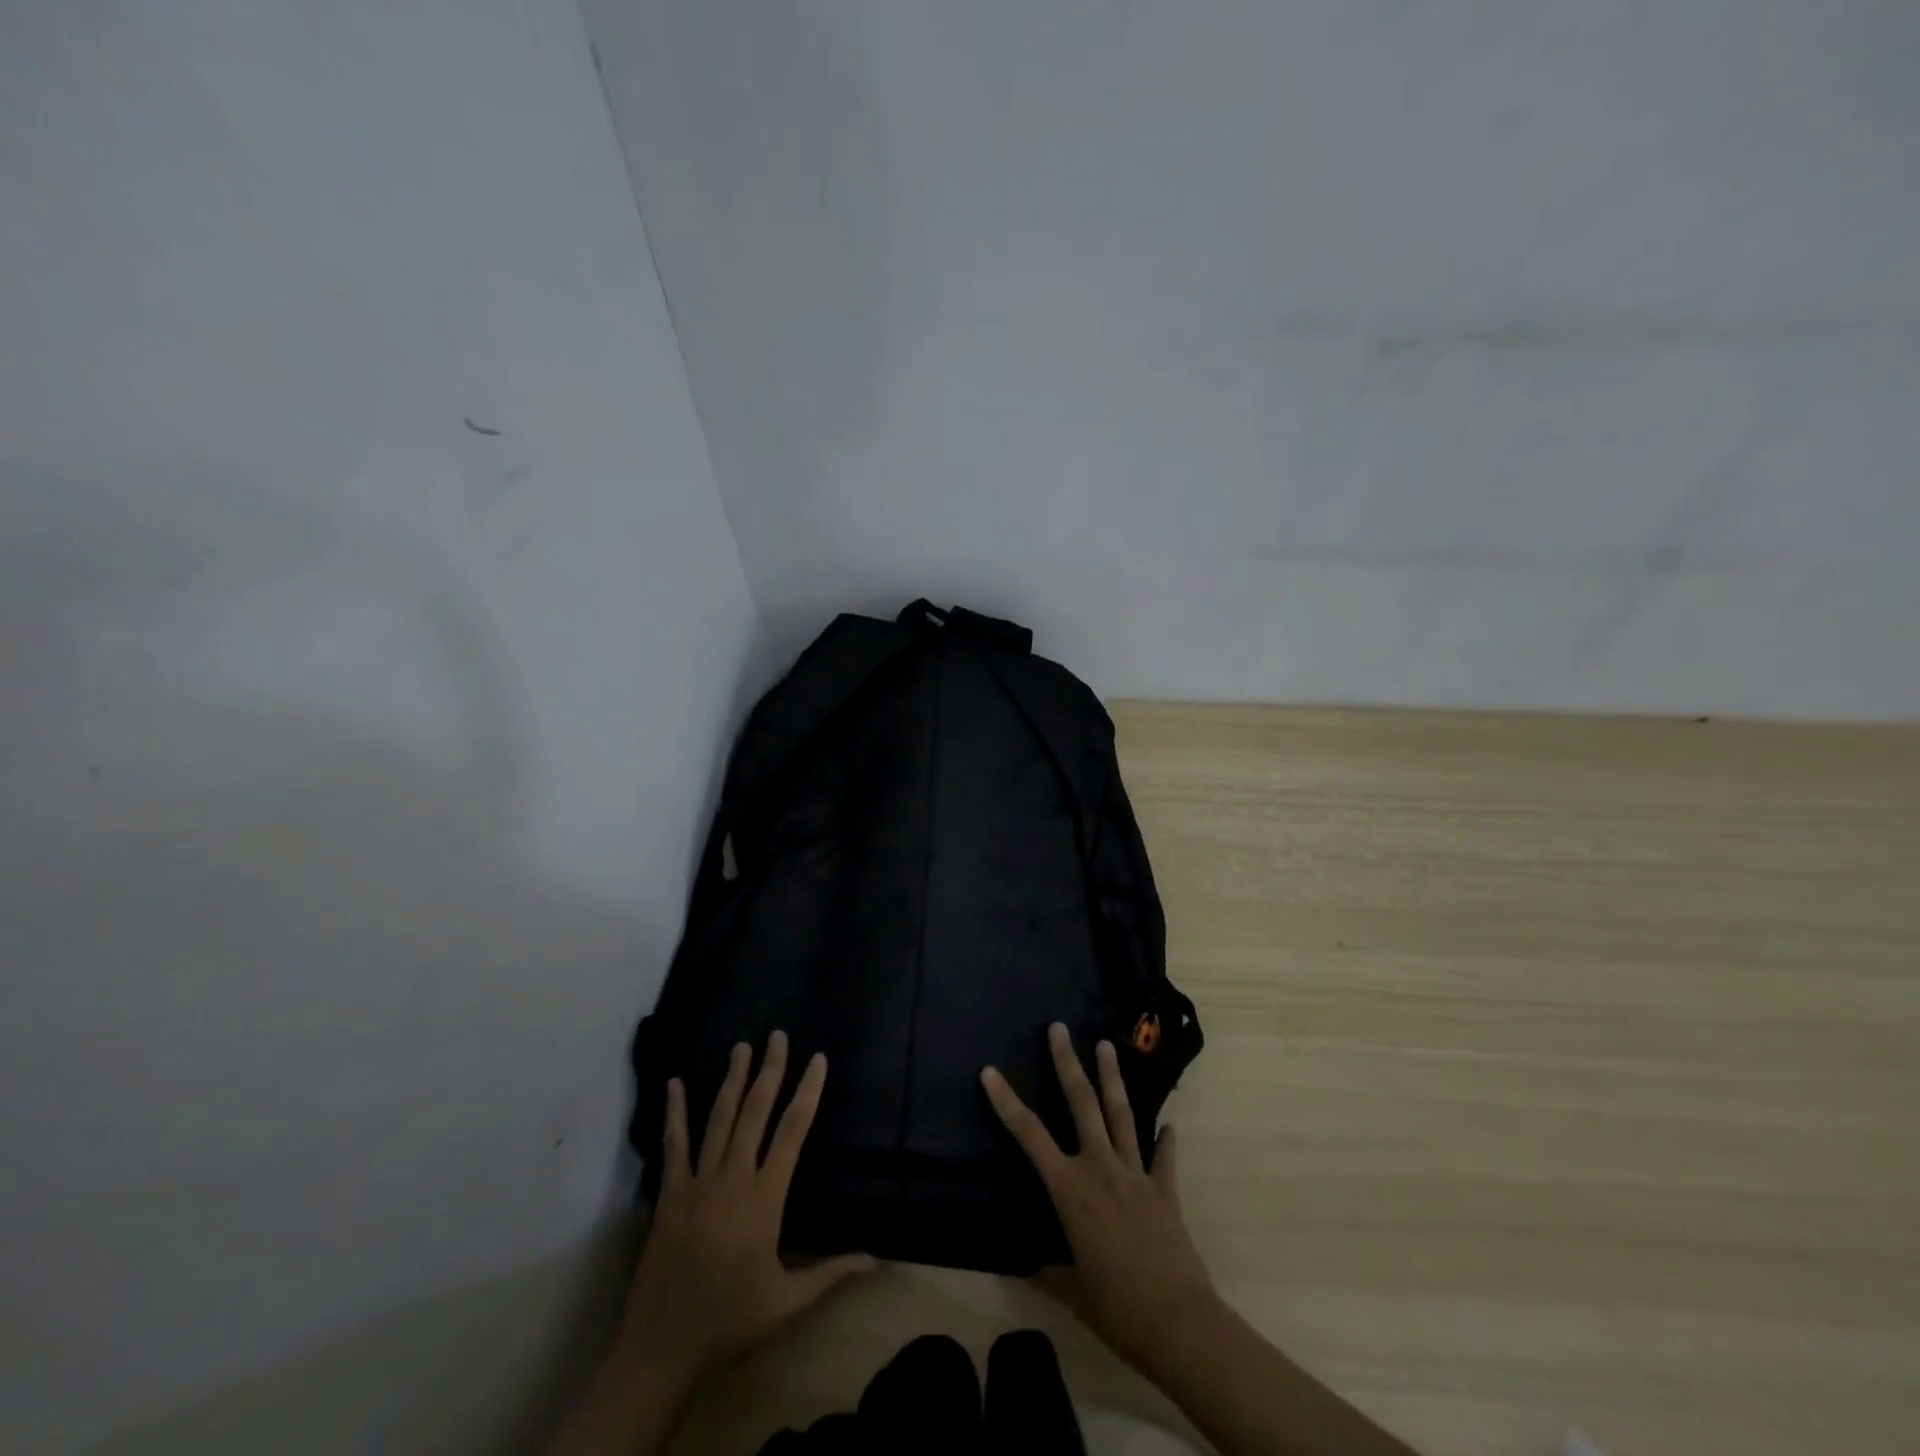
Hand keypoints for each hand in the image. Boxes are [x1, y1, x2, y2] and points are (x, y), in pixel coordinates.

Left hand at [617, 1032, 874, 1379]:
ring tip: (742, 1046)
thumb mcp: (788, 1301)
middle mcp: (734, 1178)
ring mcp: (698, 1182)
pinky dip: (675, 1112)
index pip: (793, 1131)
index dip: (807, 1091)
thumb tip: (876, 1259)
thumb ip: (831, 1272)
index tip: (817, 1060)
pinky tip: (674, 1083)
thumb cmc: (731, 1320)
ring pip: (719, 1118)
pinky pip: (674, 1144)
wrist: (663, 1348)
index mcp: (766, 1198)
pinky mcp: (670, 1193)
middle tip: (777, 1036)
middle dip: (769, 1070)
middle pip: (755, 1112)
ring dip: (732, 1079)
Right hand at [981, 1023, 1219, 1374]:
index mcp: (1070, 1189)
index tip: (990, 1071)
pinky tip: (1169, 1125)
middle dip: (1068, 1063)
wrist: (1178, 1323)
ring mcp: (1136, 1174)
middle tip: (1059, 1028)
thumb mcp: (1072, 1291)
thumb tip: (1031, 1266)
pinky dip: (1165, 1139)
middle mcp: (1100, 1168)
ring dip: (1112, 1078)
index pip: (1029, 1135)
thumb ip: (1050, 1271)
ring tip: (1107, 1045)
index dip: (1007, 1102)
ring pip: (1122, 1114)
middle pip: (1082, 1103)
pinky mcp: (1164, 1189)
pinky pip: (1163, 1156)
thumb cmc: (1116, 1307)